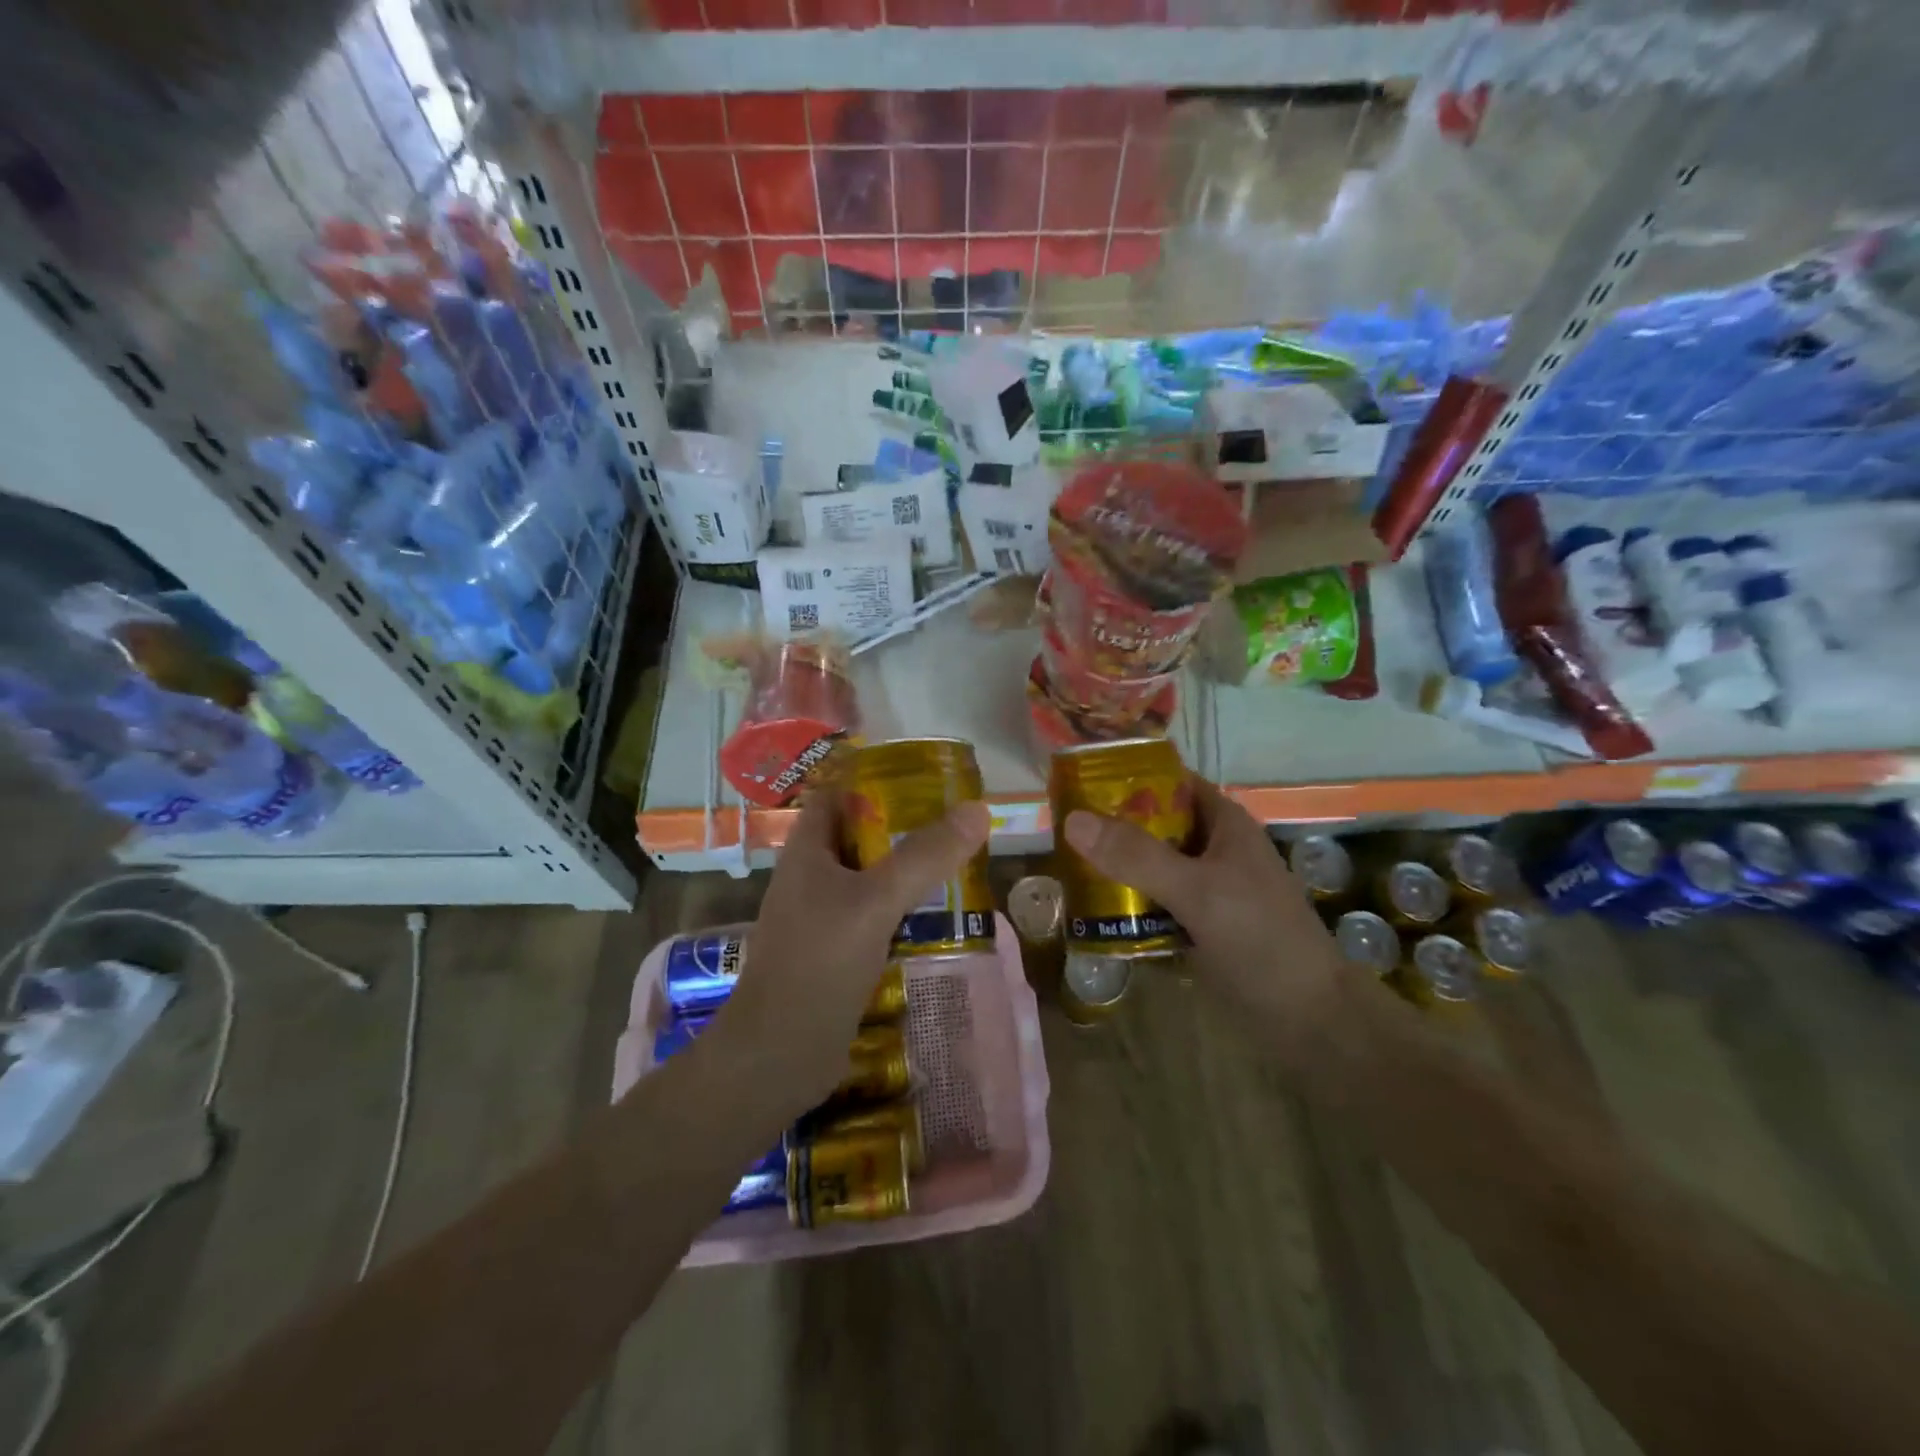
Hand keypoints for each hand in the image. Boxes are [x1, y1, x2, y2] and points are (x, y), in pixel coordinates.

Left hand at [716, 785, 990, 1110]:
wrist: (778, 1055)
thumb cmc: (818, 963)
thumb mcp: (875, 902)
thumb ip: (925, 856)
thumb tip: (978, 809)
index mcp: (807, 851)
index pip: (837, 794)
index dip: (874, 779)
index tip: (925, 779)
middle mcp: (811, 877)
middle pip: (859, 835)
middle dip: (902, 826)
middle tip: (955, 822)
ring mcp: (822, 917)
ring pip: (869, 878)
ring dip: (905, 870)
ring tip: (957, 862)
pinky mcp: (836, 952)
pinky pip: (873, 916)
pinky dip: (901, 909)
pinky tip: (936, 916)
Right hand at [1063, 778, 1345, 1063]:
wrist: (1311, 1019)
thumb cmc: (1261, 939)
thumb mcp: (1198, 891)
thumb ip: (1137, 856)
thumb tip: (1073, 819)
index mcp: (1224, 824)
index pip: (1169, 781)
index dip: (1126, 776)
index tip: (1076, 784)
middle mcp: (1214, 848)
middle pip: (1154, 824)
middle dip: (1111, 826)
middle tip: (1059, 830)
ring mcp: (1207, 889)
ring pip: (1152, 865)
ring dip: (1116, 866)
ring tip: (1064, 866)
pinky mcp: (1199, 925)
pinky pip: (1155, 902)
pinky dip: (1128, 902)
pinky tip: (1093, 910)